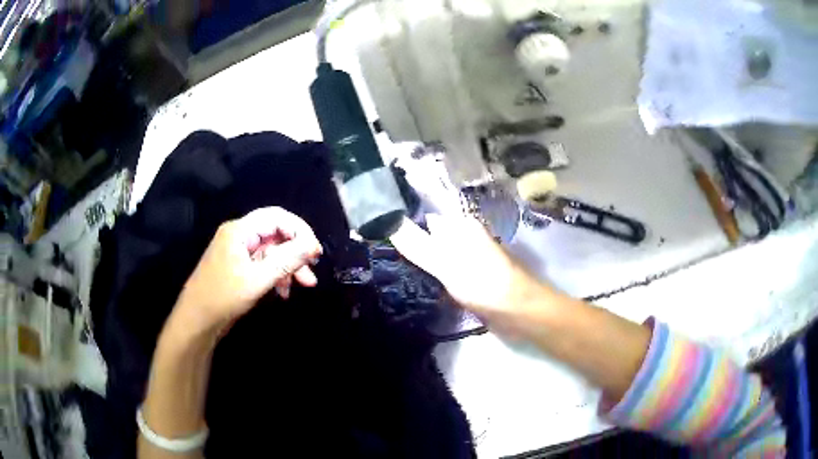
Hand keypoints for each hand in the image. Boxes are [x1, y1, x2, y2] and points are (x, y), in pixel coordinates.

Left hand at [172, 207, 322, 337]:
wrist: (197, 321)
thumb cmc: (224, 296)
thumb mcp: (258, 279)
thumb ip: (286, 259)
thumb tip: (313, 245)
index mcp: (240, 230)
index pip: (277, 217)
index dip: (299, 230)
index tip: (315, 251)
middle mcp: (240, 236)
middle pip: (275, 234)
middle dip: (296, 252)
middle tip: (312, 270)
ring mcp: (238, 253)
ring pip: (272, 252)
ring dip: (289, 267)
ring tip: (304, 285)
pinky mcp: (239, 269)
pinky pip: (263, 265)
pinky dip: (277, 276)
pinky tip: (284, 292)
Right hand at [389, 215, 547, 315]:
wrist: (520, 313)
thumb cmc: (485, 284)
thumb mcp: (447, 263)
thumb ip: (417, 245)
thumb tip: (388, 222)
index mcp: (460, 226)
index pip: (422, 218)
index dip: (400, 226)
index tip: (376, 237)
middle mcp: (463, 238)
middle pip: (427, 238)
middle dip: (406, 247)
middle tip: (380, 260)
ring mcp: (466, 260)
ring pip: (434, 257)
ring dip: (417, 264)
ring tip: (389, 273)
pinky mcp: (468, 279)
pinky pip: (442, 274)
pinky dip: (429, 278)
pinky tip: (413, 286)